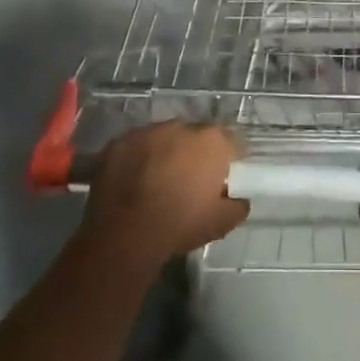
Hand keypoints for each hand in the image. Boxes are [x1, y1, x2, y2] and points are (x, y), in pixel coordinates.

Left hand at [80, 122, 248, 270]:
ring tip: (156, 182)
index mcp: (211, 141)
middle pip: (195, 137)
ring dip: (165, 154)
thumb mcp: (221, 223)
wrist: (124, 234)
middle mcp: (181, 126)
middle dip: (194, 154)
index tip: (223, 177)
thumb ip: (237, 205)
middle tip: (188, 182)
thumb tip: (239, 198)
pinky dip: (137, 160)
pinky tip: (132, 183)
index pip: (230, 142)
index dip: (228, 159)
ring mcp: (148, 131)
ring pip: (163, 139)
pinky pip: (135, 147)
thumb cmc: (180, 225)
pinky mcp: (120, 141)